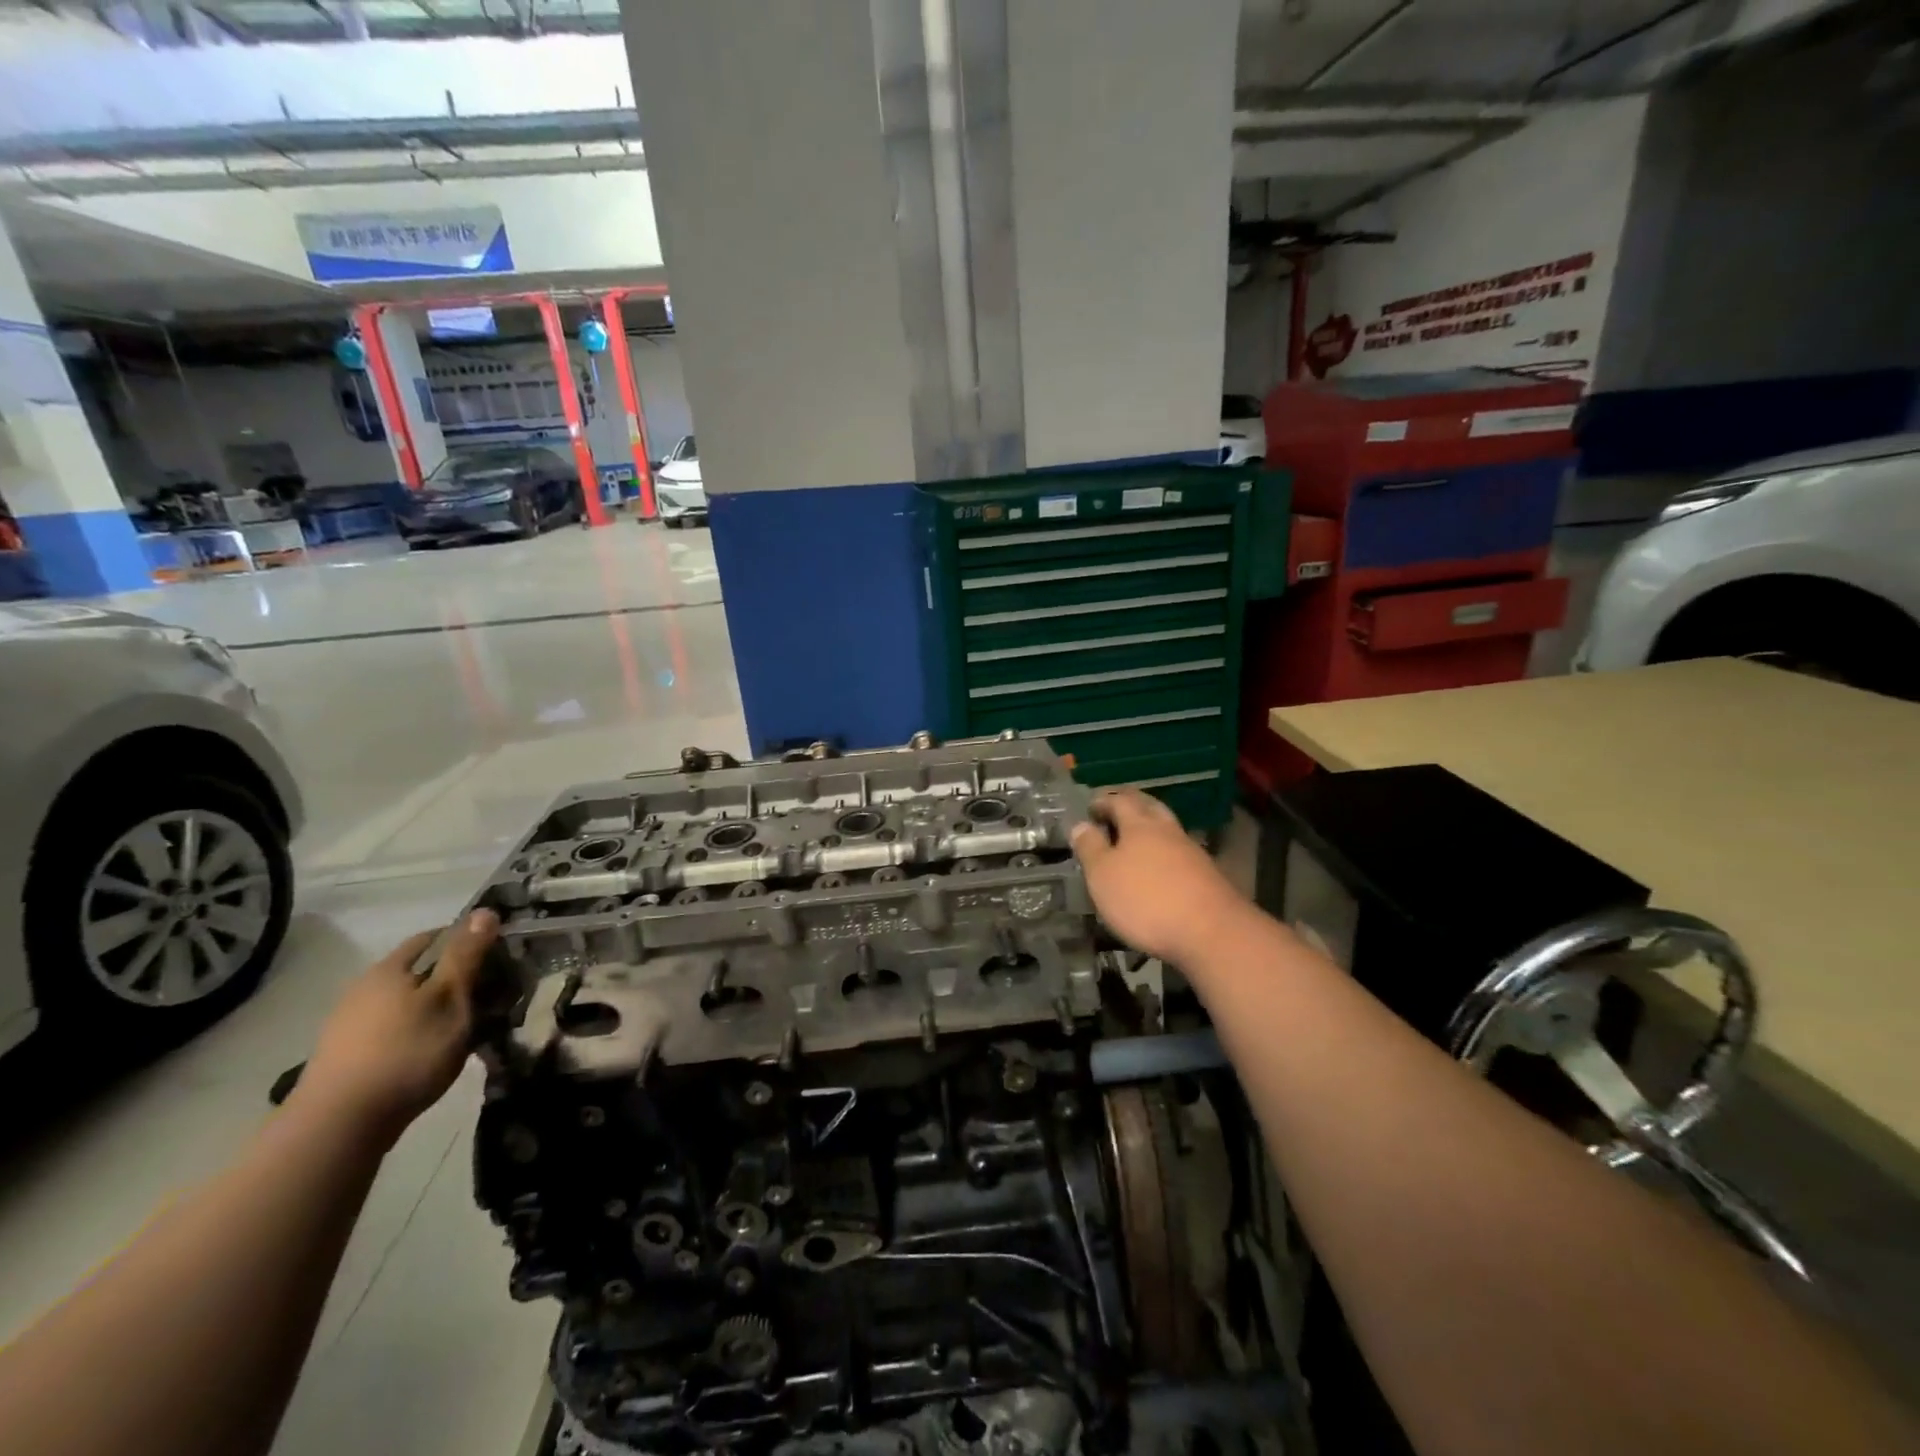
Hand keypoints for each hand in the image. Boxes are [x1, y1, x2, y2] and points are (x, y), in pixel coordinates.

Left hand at [291, 909, 500, 1144]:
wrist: (339, 1126)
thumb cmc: (408, 1052)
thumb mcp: (451, 998)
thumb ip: (467, 955)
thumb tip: (484, 910)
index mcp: (390, 968)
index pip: (434, 936)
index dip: (467, 940)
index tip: (496, 958)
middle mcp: (363, 988)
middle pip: (417, 970)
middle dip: (452, 977)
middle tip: (487, 996)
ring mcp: (348, 1023)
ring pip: (404, 1001)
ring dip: (433, 1007)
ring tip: (461, 1028)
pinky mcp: (343, 1055)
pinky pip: (391, 1028)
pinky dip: (415, 1031)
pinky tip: (428, 1052)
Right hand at [1070, 790, 1248, 965]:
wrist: (1211, 932)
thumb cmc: (1146, 900)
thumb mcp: (1103, 875)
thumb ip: (1090, 847)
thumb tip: (1081, 824)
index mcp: (1140, 824)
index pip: (1120, 800)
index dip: (1103, 800)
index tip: (1090, 806)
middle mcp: (1167, 830)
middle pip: (1149, 807)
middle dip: (1131, 805)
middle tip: (1115, 810)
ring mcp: (1191, 852)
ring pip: (1167, 829)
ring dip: (1151, 828)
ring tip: (1135, 839)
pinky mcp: (1207, 875)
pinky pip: (1179, 853)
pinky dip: (1165, 852)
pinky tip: (1159, 867)